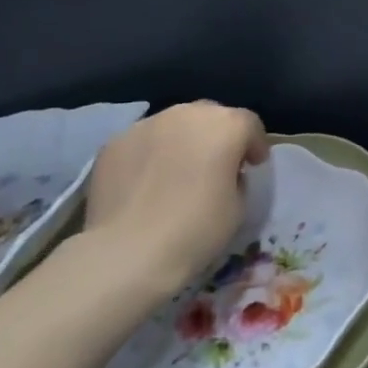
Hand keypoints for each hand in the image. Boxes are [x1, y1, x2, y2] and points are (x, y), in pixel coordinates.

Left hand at [84, 102, 268, 297]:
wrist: (127, 253)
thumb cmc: (196, 229)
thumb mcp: (239, 206)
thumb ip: (236, 178)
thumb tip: (224, 172)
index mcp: (226, 125)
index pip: (249, 124)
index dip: (254, 144)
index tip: (253, 166)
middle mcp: (187, 114)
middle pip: (210, 115)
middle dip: (217, 136)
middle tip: (215, 165)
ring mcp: (146, 125)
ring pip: (174, 125)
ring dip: (182, 141)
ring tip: (176, 172)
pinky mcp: (114, 143)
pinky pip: (143, 142)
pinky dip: (150, 155)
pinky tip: (145, 183)